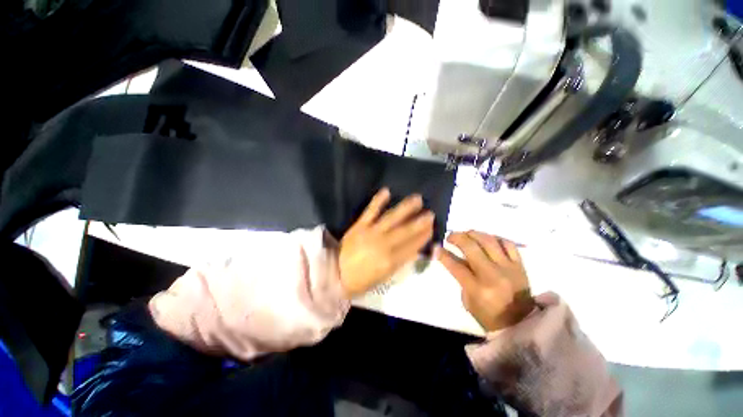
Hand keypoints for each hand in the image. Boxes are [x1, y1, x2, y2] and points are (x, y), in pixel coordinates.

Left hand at [339, 188, 433, 297]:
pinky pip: (370, 211)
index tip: (432, 228)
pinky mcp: (359, 225)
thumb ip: (400, 262)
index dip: (423, 237)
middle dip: (420, 222)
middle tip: (430, 214)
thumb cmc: (361, 279)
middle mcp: (383, 244)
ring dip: (406, 208)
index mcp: (390, 261)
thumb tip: (415, 250)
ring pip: (392, 218)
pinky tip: (387, 191)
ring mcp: (371, 233)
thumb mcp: (384, 277)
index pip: (412, 246)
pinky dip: (378, 200)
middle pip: (406, 231)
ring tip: (417, 199)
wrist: (335, 274)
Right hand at [435, 231, 533, 331]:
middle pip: (471, 247)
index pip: (456, 265)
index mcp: (478, 289)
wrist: (521, 324)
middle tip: (450, 236)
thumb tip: (453, 257)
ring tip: (466, 234)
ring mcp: (509, 268)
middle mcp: (493, 275)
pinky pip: (508, 244)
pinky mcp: (520, 265)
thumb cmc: (489, 316)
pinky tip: (486, 238)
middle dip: (456, 237)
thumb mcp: (468, 300)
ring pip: (489, 240)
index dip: (443, 254)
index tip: (436, 246)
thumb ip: (461, 277)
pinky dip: (494, 237)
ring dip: (473, 233)